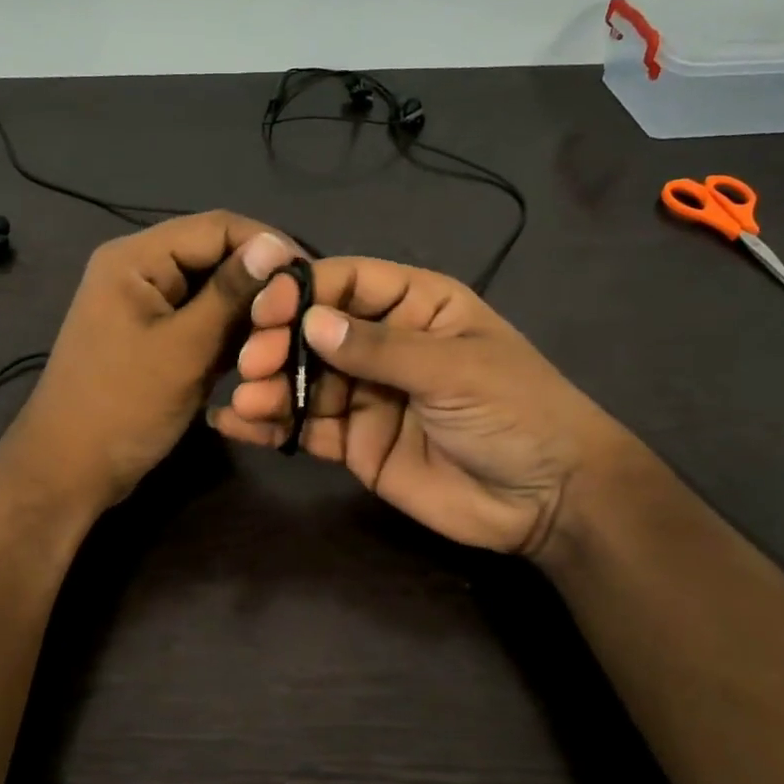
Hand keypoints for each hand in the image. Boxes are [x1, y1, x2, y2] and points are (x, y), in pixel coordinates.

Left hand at [3, 212, 294, 512]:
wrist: (70, 470)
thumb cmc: (123, 407)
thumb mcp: (183, 349)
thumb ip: (229, 295)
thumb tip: (274, 246)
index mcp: (135, 258)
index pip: (216, 227)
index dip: (267, 246)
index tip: (312, 278)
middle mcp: (139, 270)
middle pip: (214, 257)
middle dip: (259, 282)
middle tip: (304, 314)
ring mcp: (145, 305)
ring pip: (211, 292)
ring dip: (248, 311)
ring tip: (288, 335)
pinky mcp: (154, 337)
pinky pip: (200, 321)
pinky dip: (229, 333)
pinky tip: (260, 350)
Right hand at [211, 257, 628, 561]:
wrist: (547, 500)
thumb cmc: (516, 413)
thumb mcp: (454, 369)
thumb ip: (381, 348)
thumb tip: (310, 323)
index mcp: (417, 306)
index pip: (348, 282)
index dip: (304, 290)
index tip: (266, 310)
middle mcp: (384, 344)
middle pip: (315, 331)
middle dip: (278, 342)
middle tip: (251, 363)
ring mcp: (366, 395)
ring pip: (303, 381)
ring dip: (268, 387)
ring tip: (245, 400)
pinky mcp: (354, 444)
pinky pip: (305, 428)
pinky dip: (270, 425)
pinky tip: (236, 425)